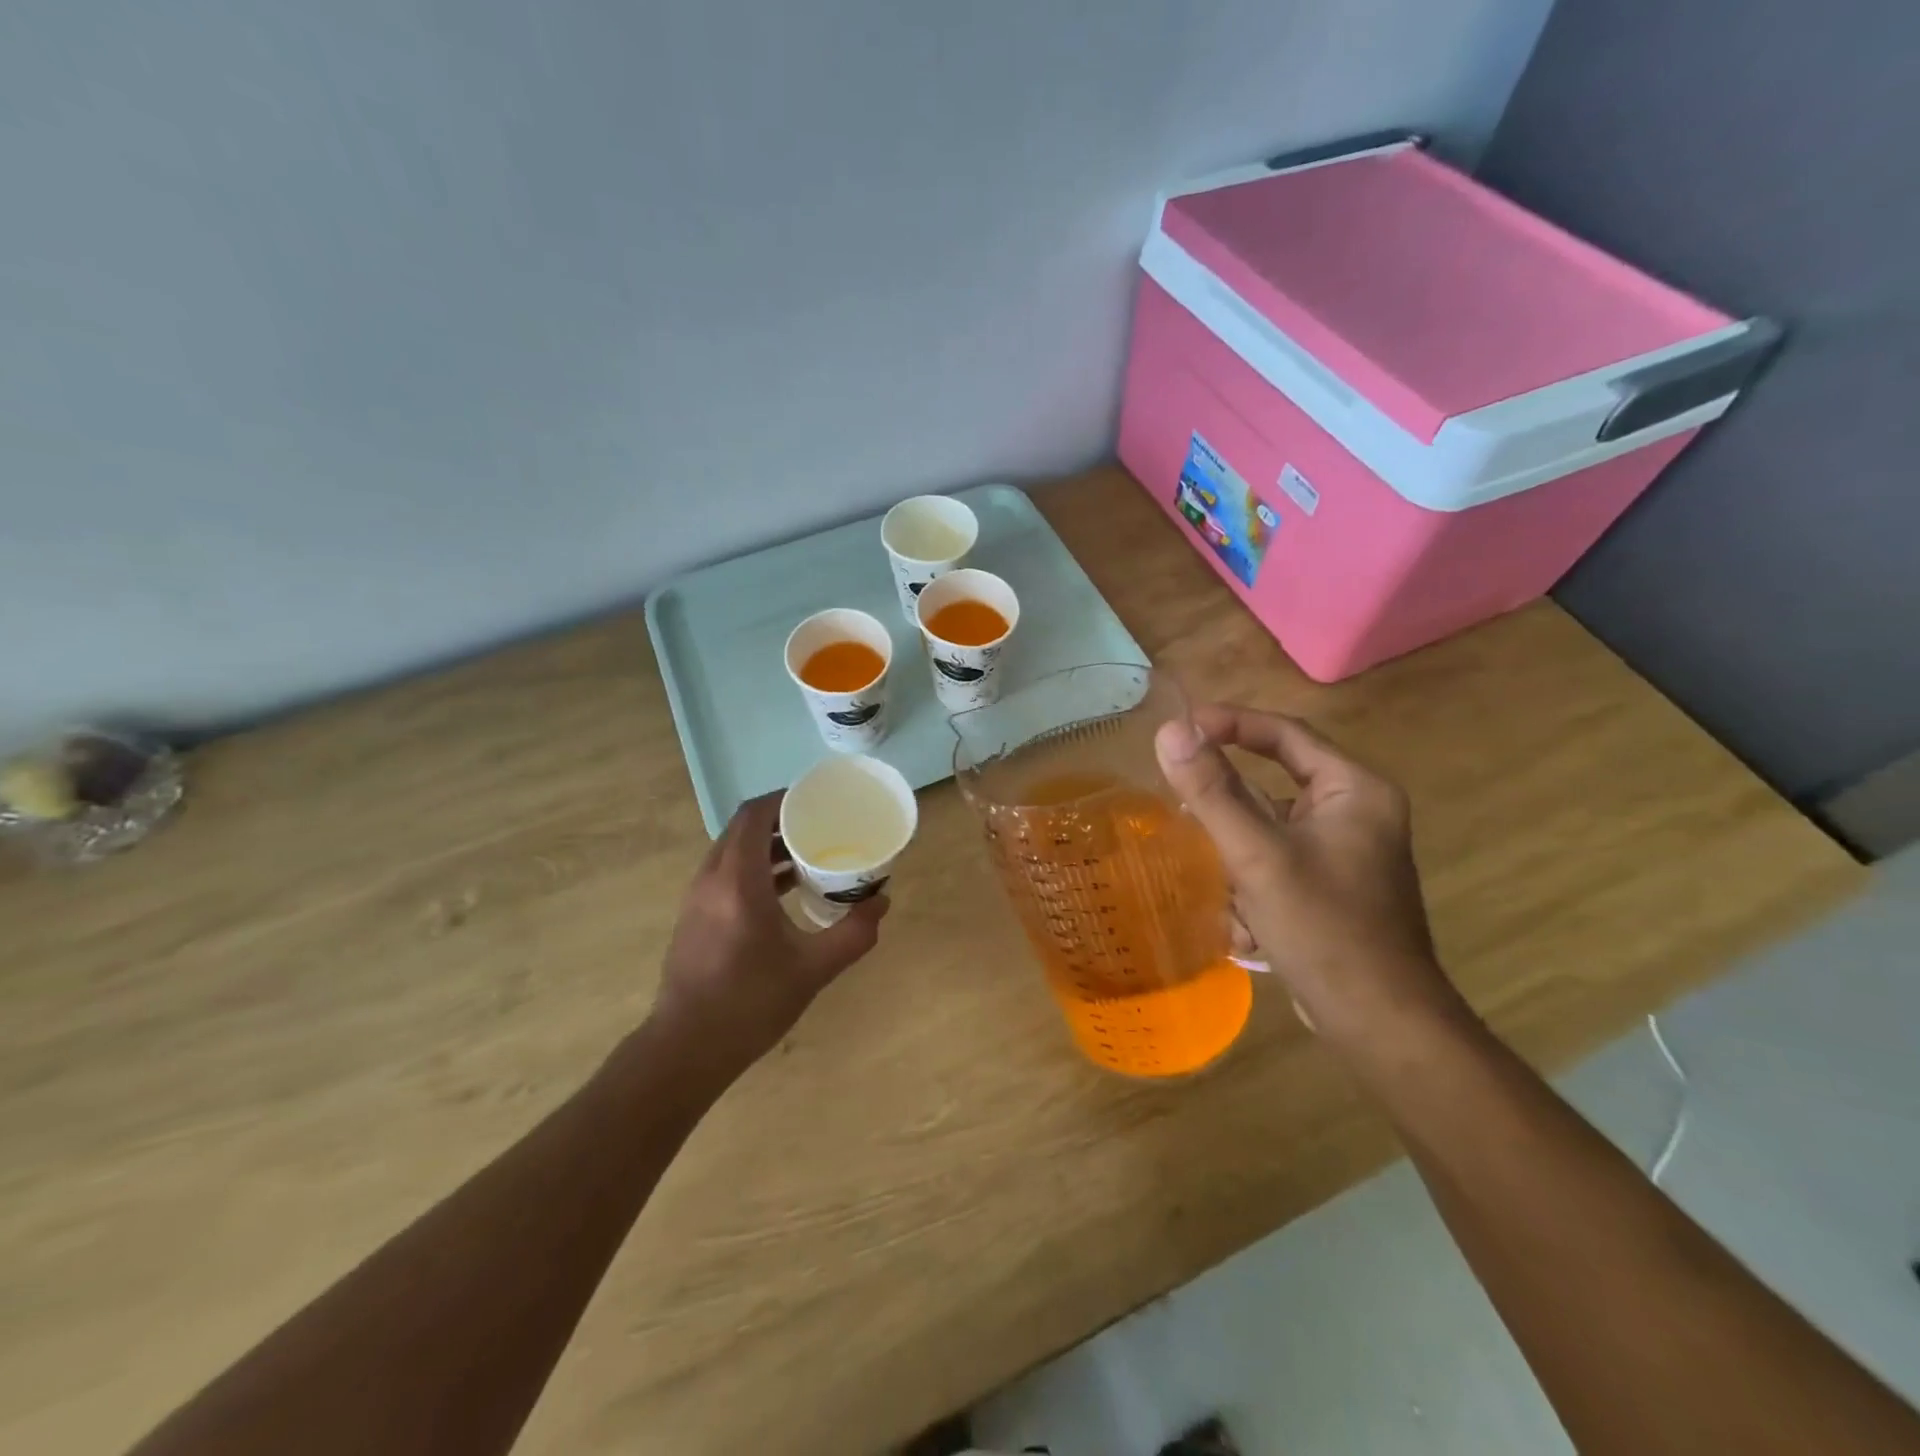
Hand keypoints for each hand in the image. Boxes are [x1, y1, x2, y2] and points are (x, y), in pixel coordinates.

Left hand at [651, 791, 887, 1080]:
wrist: (686, 1049)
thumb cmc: (750, 1003)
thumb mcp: (813, 969)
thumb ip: (853, 933)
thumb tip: (881, 902)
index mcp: (738, 881)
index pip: (754, 815)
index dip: (784, 799)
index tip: (818, 801)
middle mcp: (712, 878)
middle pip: (743, 828)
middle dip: (781, 820)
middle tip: (820, 825)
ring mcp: (698, 897)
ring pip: (733, 850)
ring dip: (767, 844)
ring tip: (808, 854)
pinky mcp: (695, 916)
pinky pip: (726, 872)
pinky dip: (754, 867)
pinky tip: (784, 890)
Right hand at [1155, 705, 1467, 1054]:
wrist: (1379, 1025)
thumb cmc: (1325, 928)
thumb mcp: (1257, 854)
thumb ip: (1211, 791)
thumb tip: (1169, 731)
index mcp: (1354, 790)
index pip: (1285, 734)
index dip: (1230, 723)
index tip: (1179, 728)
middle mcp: (1354, 813)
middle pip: (1272, 786)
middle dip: (1226, 812)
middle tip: (1180, 811)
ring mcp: (1343, 854)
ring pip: (1267, 831)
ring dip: (1235, 858)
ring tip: (1218, 886)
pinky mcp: (1328, 889)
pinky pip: (1274, 864)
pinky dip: (1251, 886)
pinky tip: (1244, 926)